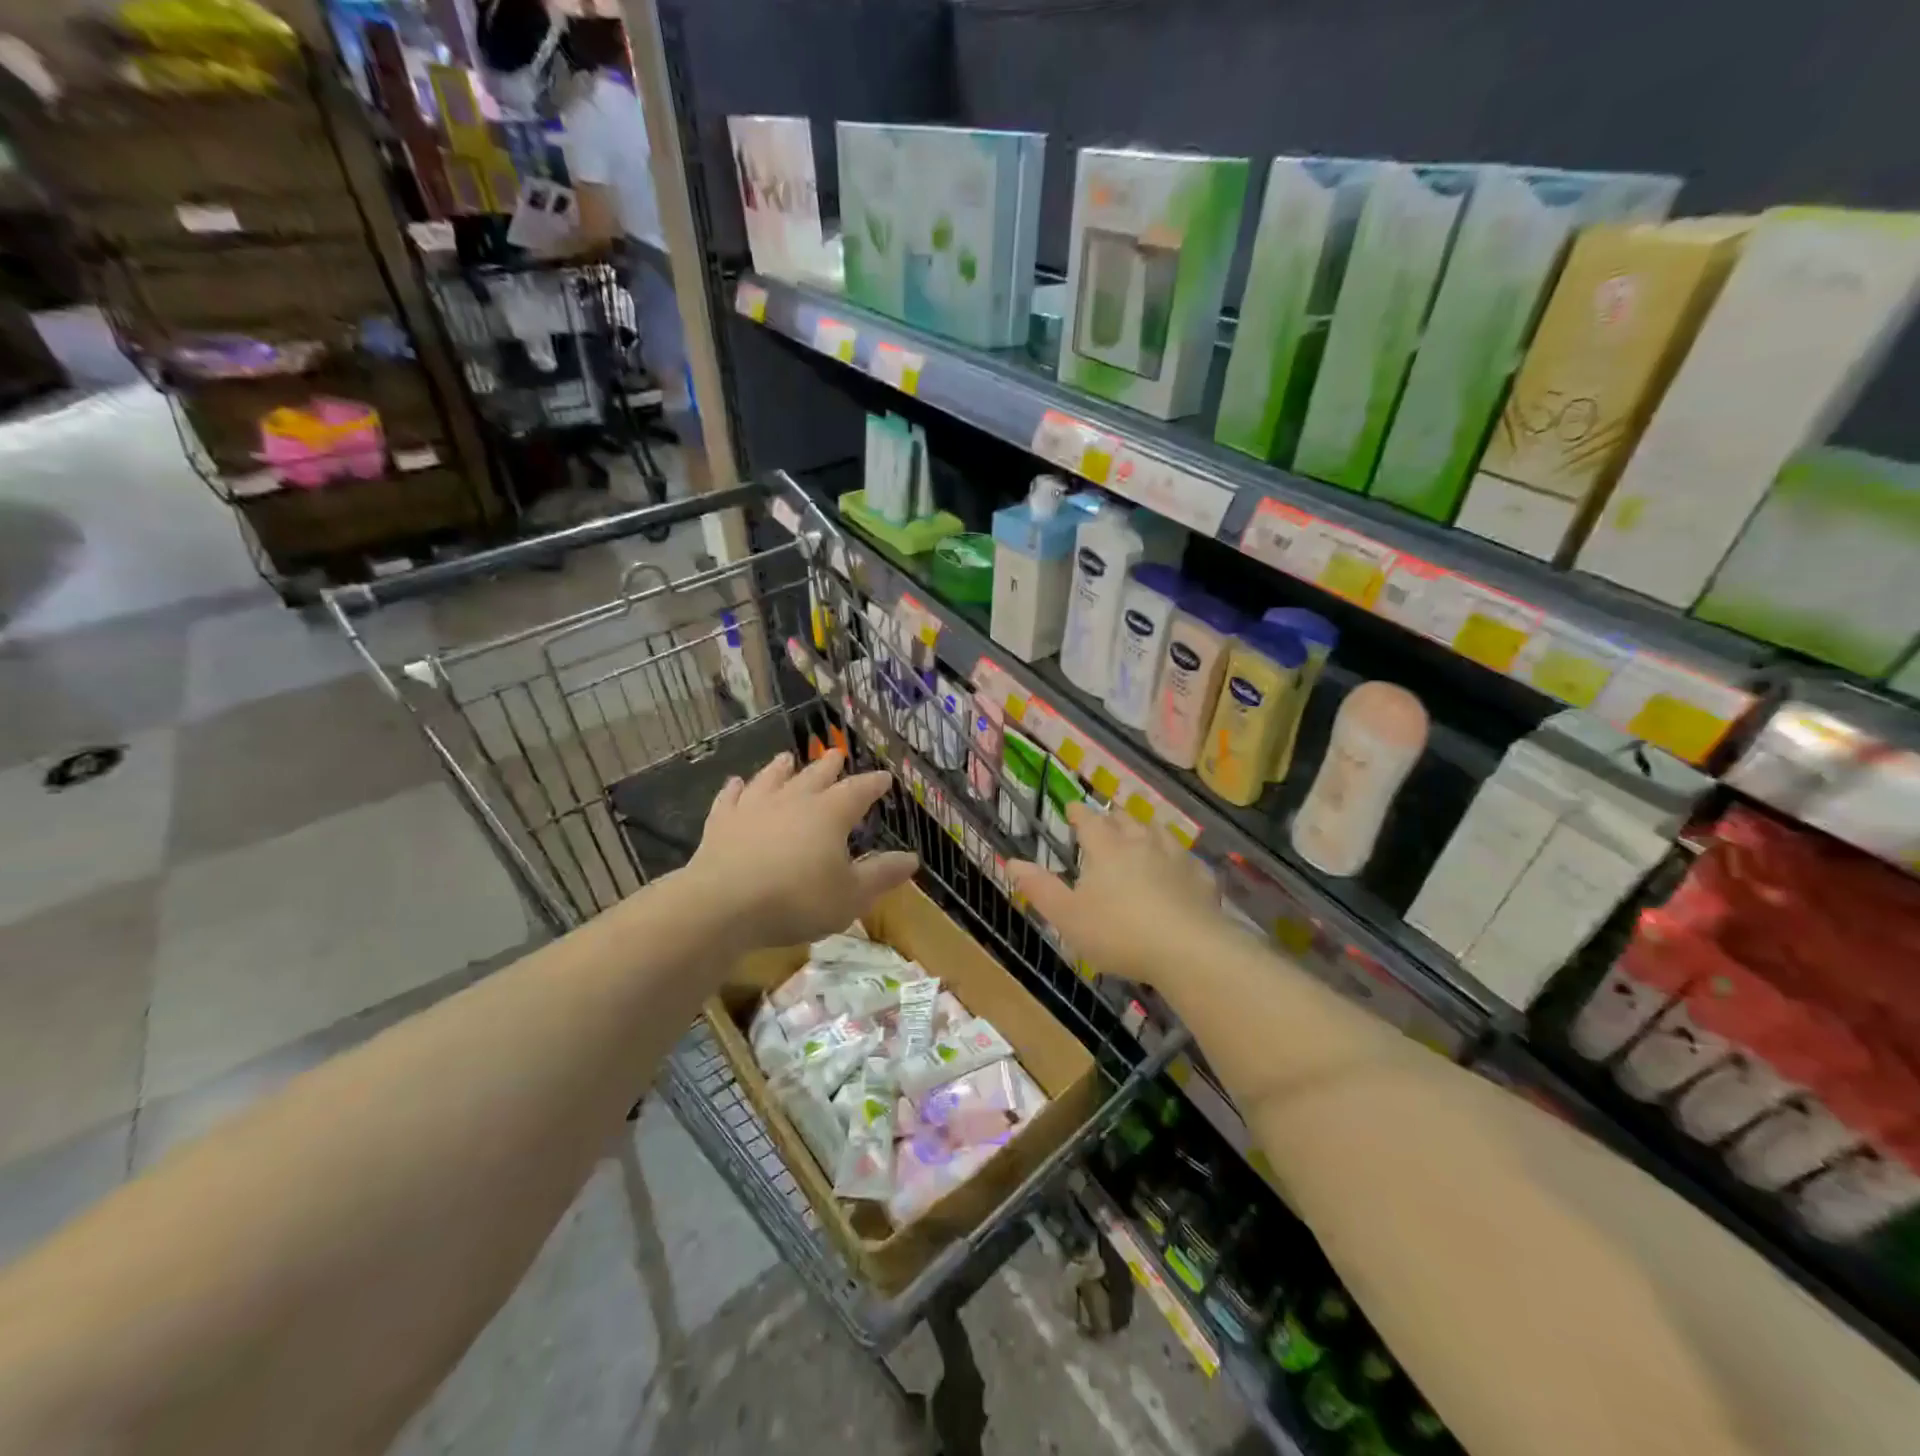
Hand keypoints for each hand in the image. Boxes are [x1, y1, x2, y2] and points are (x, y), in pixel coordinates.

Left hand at [685, 749, 918, 949]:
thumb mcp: (851, 896)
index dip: (873, 784)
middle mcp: (793, 801)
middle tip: (837, 753)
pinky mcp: (721, 823)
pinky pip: (730, 798)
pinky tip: (735, 783)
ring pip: (771, 779)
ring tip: (787, 758)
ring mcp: (754, 808)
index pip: (858, 791)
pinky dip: (734, 789)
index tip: (884, 777)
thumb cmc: (797, 900)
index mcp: (829, 814)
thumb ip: (881, 875)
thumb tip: (911, 858)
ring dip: (781, 768)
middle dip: (829, 765)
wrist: (723, 904)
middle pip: (815, 776)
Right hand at [1009, 804, 1225, 983]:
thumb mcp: (1068, 916)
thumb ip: (1040, 888)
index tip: (1073, 808)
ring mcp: (1176, 857)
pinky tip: (1180, 869)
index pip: (1089, 820)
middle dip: (1113, 817)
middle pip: (1126, 819)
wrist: (1188, 950)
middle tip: (1107, 819)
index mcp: (1106, 848)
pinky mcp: (1201, 878)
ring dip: (1147, 829)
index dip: (1079, 813)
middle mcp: (1141, 843)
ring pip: (1159, 832)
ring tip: (1142, 833)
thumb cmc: (1118, 932)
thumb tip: (1011, 862)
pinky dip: (1179, 860)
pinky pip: (1188, 860)